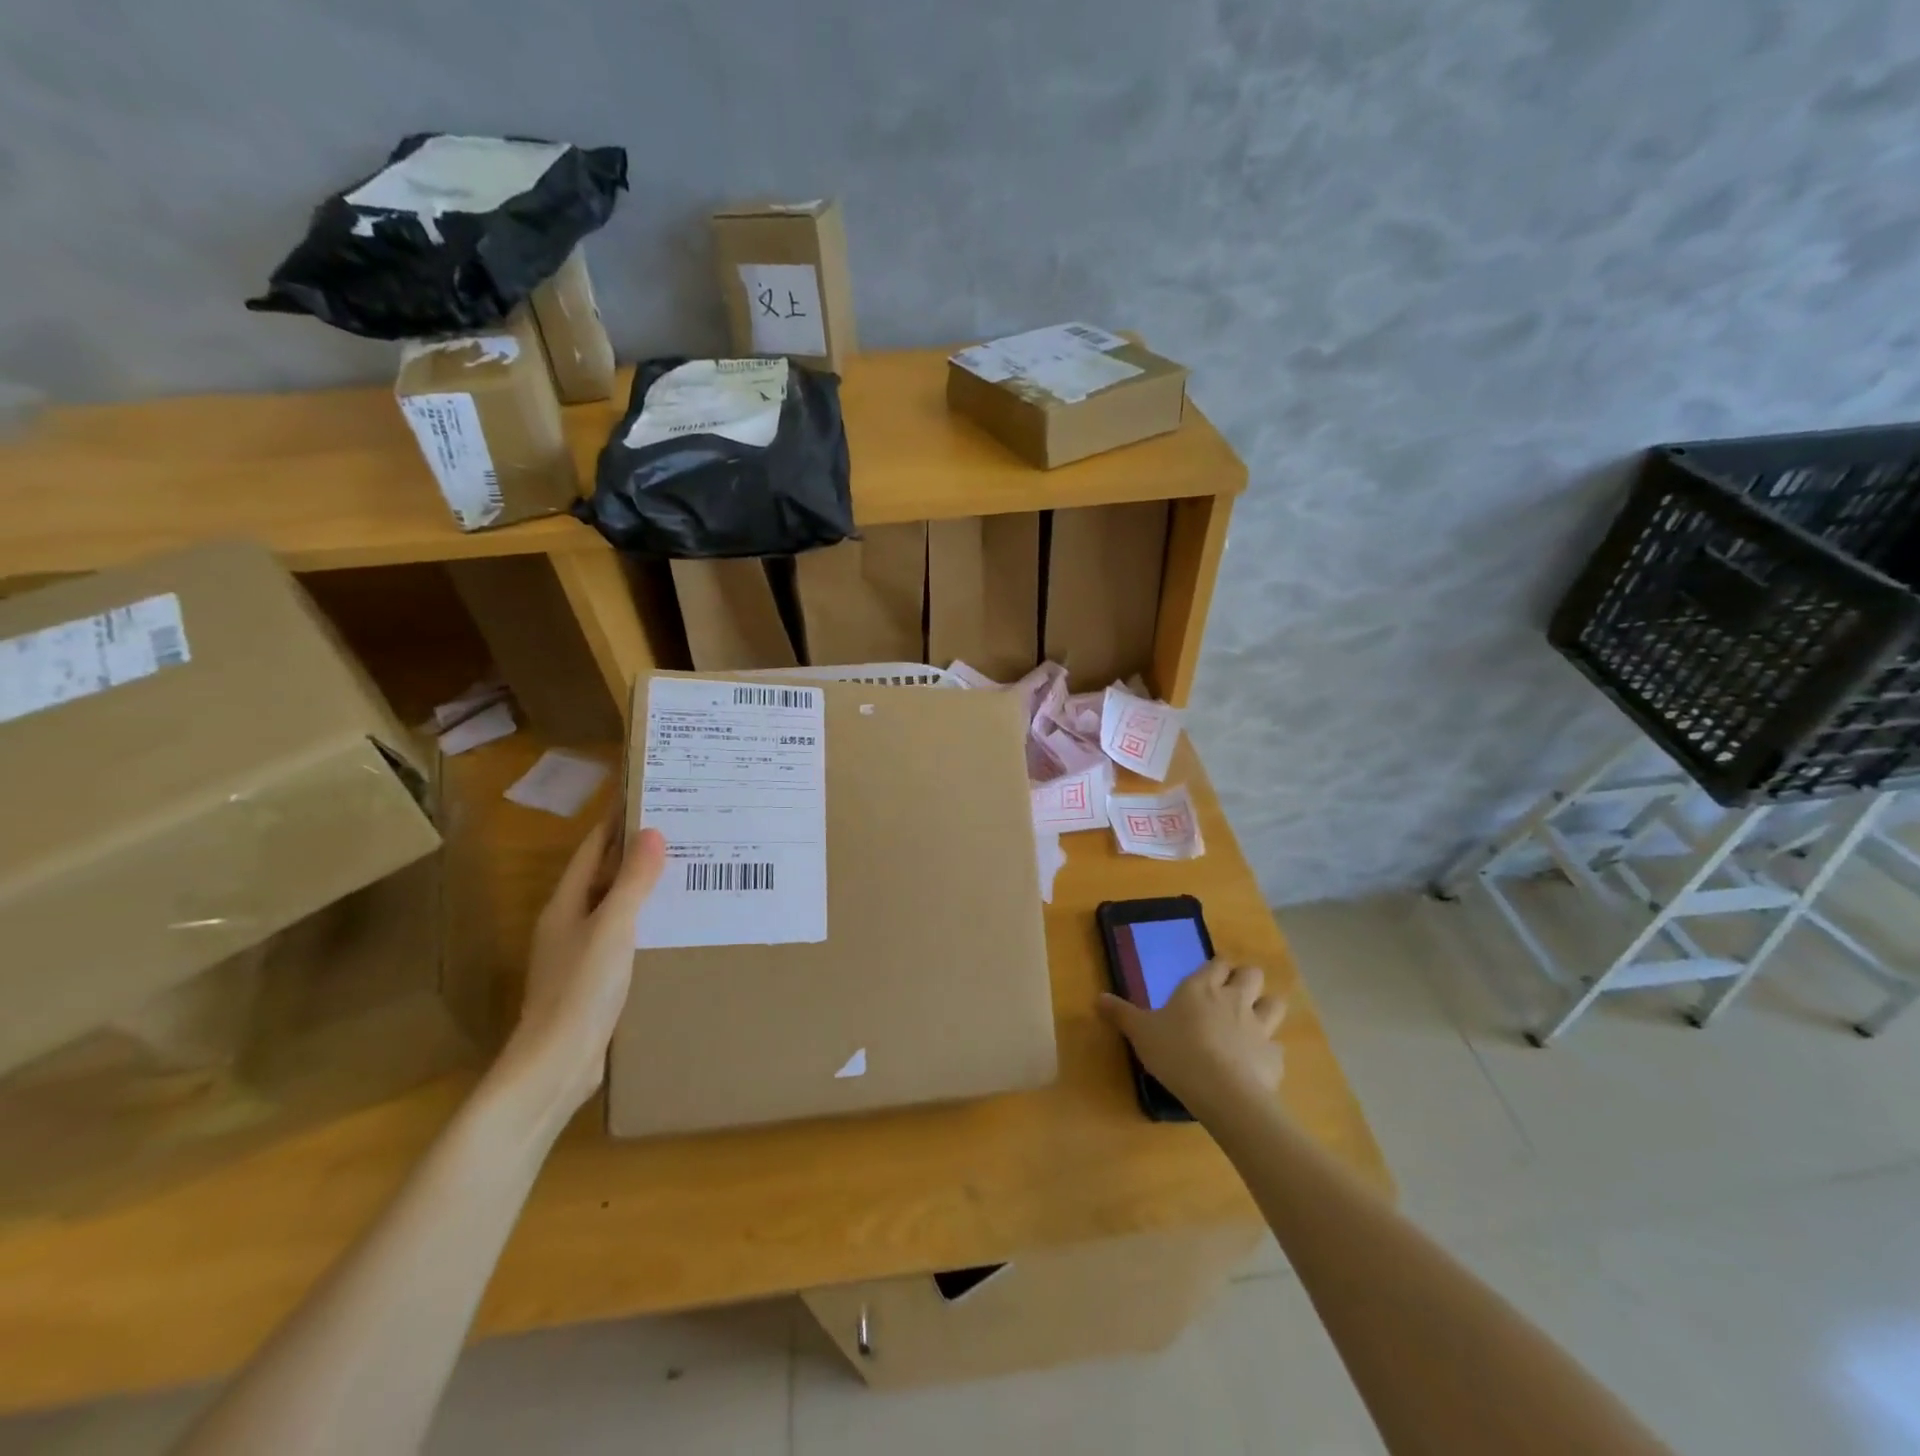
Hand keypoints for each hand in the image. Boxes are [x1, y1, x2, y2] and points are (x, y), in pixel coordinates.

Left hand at [494, 819, 666, 1122]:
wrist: (557, 1064)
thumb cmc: (581, 989)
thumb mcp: (612, 929)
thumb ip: (632, 883)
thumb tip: (652, 832)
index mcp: (565, 905)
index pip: (592, 850)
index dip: (615, 823)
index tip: (645, 798)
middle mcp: (568, 923)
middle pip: (602, 876)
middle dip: (635, 852)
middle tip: (679, 830)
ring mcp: (579, 953)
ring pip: (614, 906)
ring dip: (642, 887)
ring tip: (684, 870)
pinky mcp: (593, 979)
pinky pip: (623, 935)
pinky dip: (645, 921)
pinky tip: (672, 924)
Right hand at [1098, 959, 1285, 1111]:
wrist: (1222, 1091)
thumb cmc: (1176, 1051)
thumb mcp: (1140, 1032)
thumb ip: (1121, 1013)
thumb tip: (1098, 997)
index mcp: (1201, 987)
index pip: (1218, 962)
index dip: (1217, 966)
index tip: (1211, 973)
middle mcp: (1234, 999)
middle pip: (1252, 974)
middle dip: (1246, 980)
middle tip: (1232, 994)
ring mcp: (1259, 1027)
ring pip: (1274, 1004)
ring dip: (1266, 1008)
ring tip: (1253, 1020)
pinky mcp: (1274, 1057)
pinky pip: (1276, 1047)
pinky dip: (1268, 1052)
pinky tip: (1256, 1062)